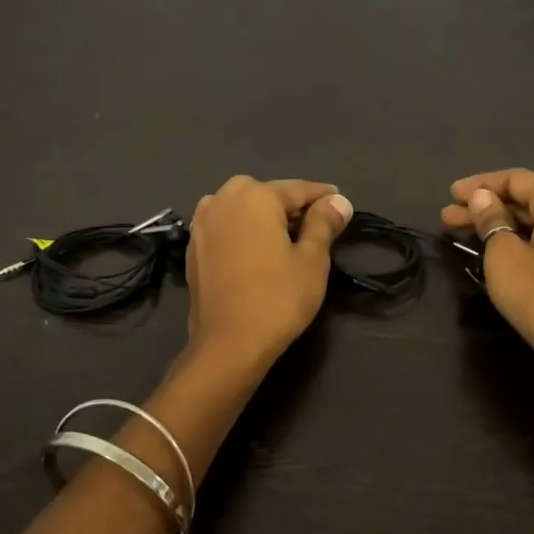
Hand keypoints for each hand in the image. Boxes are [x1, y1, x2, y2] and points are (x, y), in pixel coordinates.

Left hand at [185, 176, 352, 367]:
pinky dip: (241, 229)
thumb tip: (338, 200)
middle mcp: (223, 199)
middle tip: (311, 223)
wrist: (228, 344)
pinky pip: (224, 225)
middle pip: (265, 193)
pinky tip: (254, 249)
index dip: (322, 196)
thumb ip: (323, 223)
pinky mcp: (192, 246)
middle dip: (288, 203)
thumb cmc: (278, 299)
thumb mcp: (312, 260)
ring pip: (239, 206)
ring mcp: (202, 222)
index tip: (340, 201)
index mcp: (256, 196)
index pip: (298, 189)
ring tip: (282, 235)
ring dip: (261, 214)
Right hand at [441, 169, 533, 381]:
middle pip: (527, 201)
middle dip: (485, 206)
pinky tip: (496, 252)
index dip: (480, 184)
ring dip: (500, 226)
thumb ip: (491, 220)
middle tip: (447, 218)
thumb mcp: (504, 256)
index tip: (450, 195)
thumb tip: (483, 198)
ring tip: (463, 234)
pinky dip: (519, 242)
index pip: (517, 179)